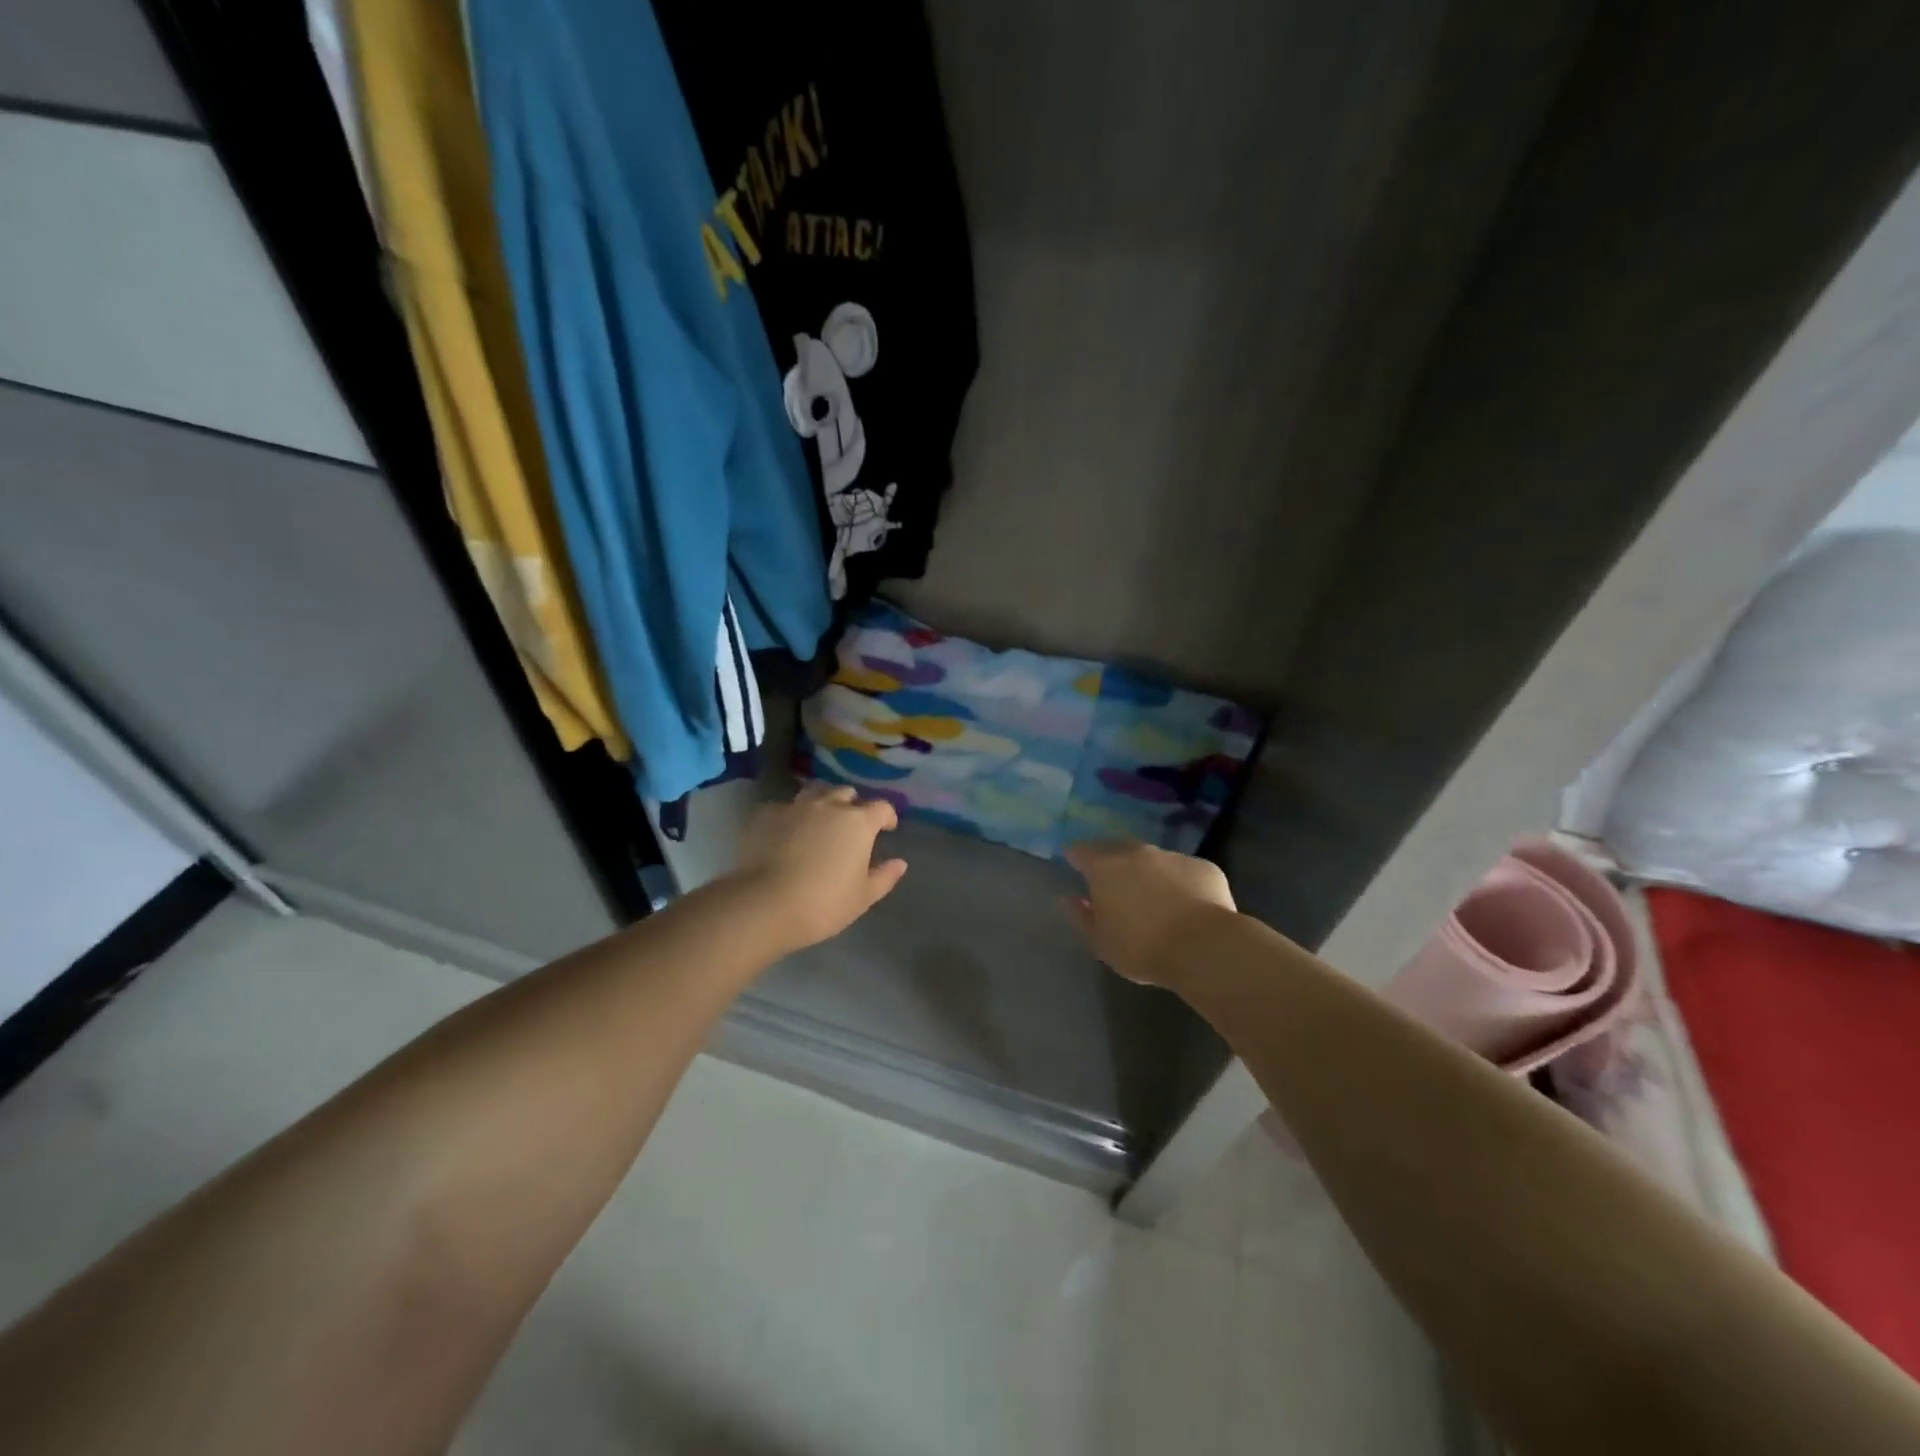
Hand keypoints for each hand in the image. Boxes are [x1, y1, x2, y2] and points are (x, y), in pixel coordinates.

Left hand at [730, 784, 907, 952]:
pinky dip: (791, 816)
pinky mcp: (765, 814)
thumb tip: (900, 863)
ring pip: (815, 792)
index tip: (887, 828)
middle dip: (853, 804)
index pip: (881, 807)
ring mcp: (795, 806)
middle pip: (846, 793)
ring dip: (822, 801)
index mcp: (858, 822)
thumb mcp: (863, 897)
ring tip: (819, 819)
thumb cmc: (823, 903)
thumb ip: (884, 876)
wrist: (765, 904)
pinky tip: (786, 832)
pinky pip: (784, 807)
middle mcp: (829, 805)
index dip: (887, 815)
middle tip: (851, 824)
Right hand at [1063, 840, 1236, 988]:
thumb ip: (1081, 916)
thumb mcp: (1101, 942)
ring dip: (1148, 871)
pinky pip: (1184, 871)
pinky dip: (1179, 882)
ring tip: (1152, 895)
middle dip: (1111, 859)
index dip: (1076, 856)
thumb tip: (1067, 898)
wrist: (1204, 947)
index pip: (1082, 851)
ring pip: (1153, 859)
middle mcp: (1137, 853)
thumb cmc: (1141, 947)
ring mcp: (1173, 857)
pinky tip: (1186, 904)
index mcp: (1105, 867)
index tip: (1074, 863)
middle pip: (1117, 848)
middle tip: (1112, 879)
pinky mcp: (1204, 867)